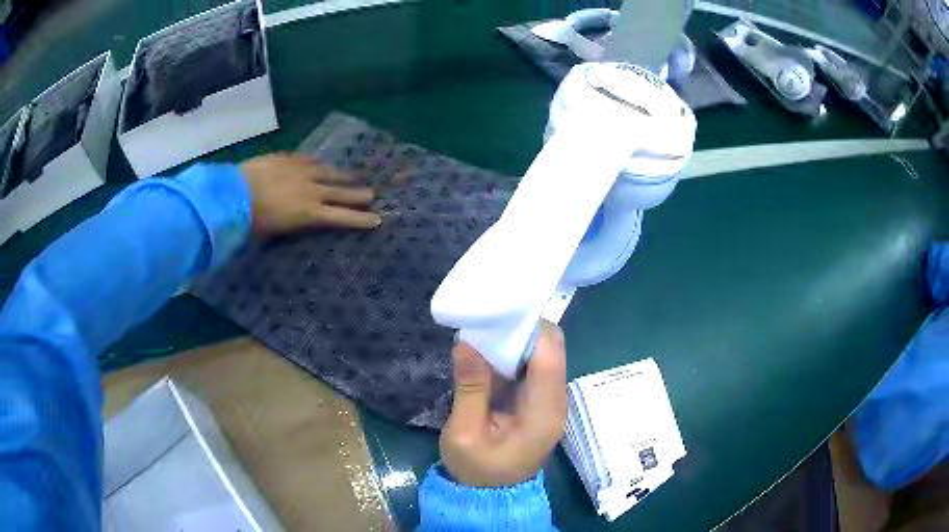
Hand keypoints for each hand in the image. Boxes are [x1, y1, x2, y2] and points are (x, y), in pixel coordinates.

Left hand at [240, 153, 381, 234]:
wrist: (235, 194)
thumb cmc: (253, 222)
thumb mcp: (275, 233)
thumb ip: (292, 225)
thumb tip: (298, 222)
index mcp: (310, 214)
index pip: (342, 217)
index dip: (360, 219)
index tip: (378, 220)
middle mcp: (312, 191)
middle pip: (341, 192)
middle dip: (358, 195)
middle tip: (372, 194)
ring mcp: (301, 172)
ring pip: (328, 172)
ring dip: (342, 175)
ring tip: (354, 175)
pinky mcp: (288, 159)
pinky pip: (309, 159)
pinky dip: (318, 162)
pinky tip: (322, 162)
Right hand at [440, 321, 567, 486]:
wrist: (490, 495)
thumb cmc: (477, 468)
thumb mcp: (464, 432)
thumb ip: (470, 388)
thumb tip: (466, 342)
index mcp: (544, 409)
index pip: (550, 352)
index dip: (529, 326)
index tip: (497, 312)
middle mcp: (556, 400)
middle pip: (551, 348)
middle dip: (521, 331)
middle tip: (485, 323)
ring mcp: (550, 401)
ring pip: (543, 355)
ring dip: (516, 342)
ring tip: (483, 333)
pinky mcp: (539, 402)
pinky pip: (533, 368)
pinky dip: (513, 357)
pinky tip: (489, 354)